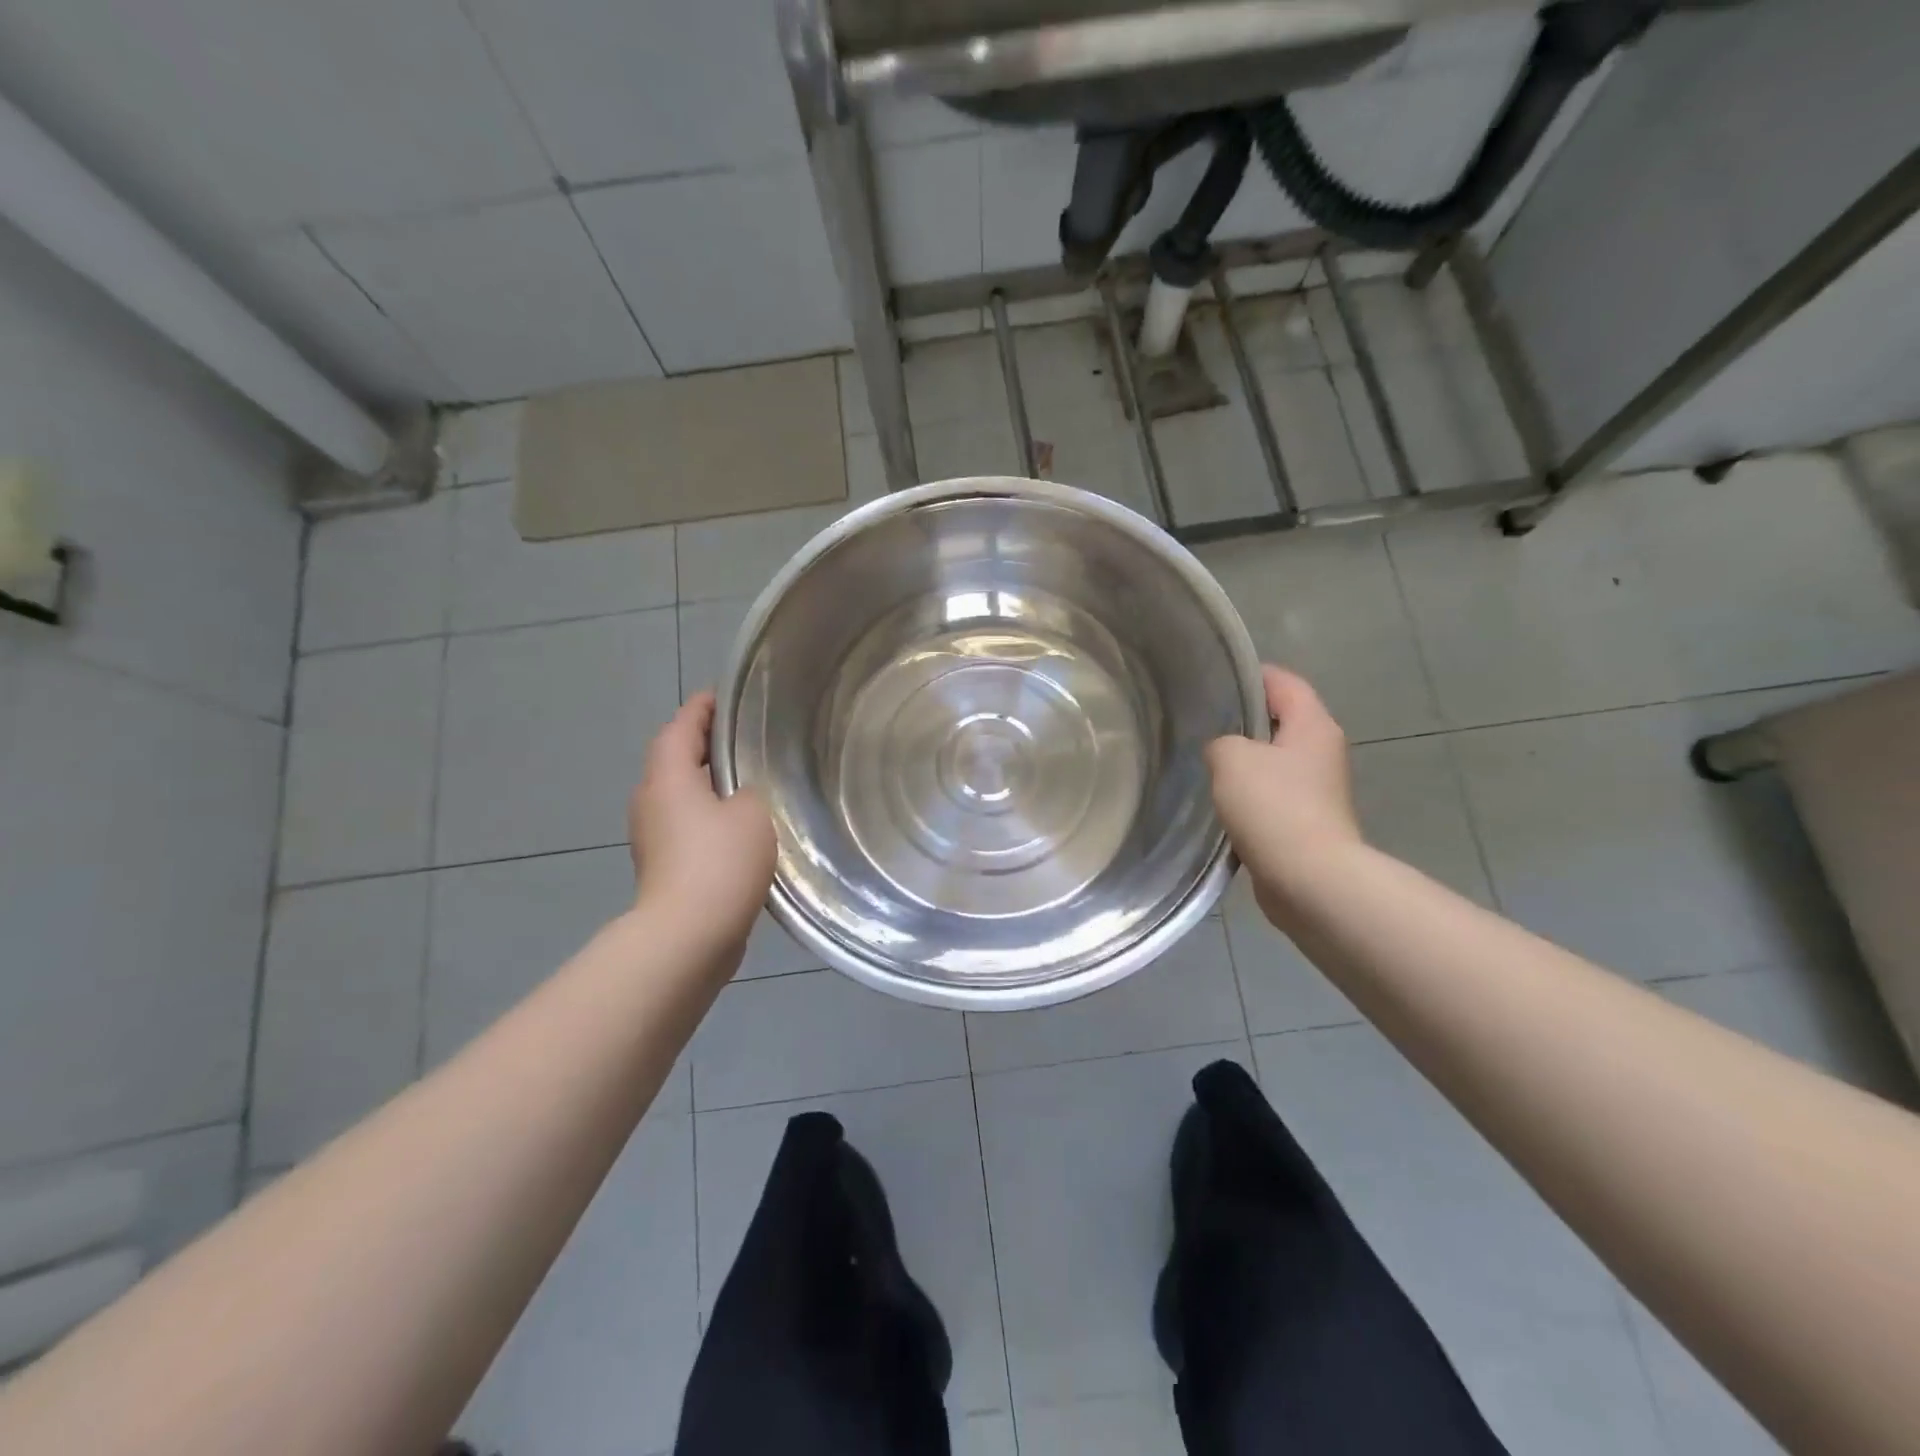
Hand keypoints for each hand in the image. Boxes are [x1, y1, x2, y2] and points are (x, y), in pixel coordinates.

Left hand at [629, 692, 776, 958]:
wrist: (688, 935)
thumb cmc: (719, 861)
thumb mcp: (752, 812)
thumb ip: (750, 790)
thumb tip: (742, 794)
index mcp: (668, 778)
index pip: (680, 727)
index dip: (701, 709)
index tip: (723, 697)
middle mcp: (651, 801)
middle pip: (675, 759)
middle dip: (704, 745)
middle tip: (743, 738)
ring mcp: (653, 836)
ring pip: (680, 794)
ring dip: (707, 782)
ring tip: (747, 779)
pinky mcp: (663, 865)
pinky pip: (686, 824)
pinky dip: (707, 814)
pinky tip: (739, 825)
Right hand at [1205, 666, 1362, 919]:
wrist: (1309, 879)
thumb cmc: (1274, 806)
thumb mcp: (1231, 758)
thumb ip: (1220, 742)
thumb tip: (1224, 752)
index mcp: (1313, 725)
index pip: (1283, 682)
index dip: (1249, 675)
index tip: (1212, 680)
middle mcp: (1322, 751)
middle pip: (1280, 721)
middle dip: (1242, 721)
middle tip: (1200, 723)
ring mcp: (1318, 789)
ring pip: (1274, 761)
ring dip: (1244, 762)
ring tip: (1204, 763)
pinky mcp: (1308, 822)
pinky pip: (1273, 795)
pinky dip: (1249, 795)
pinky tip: (1220, 803)